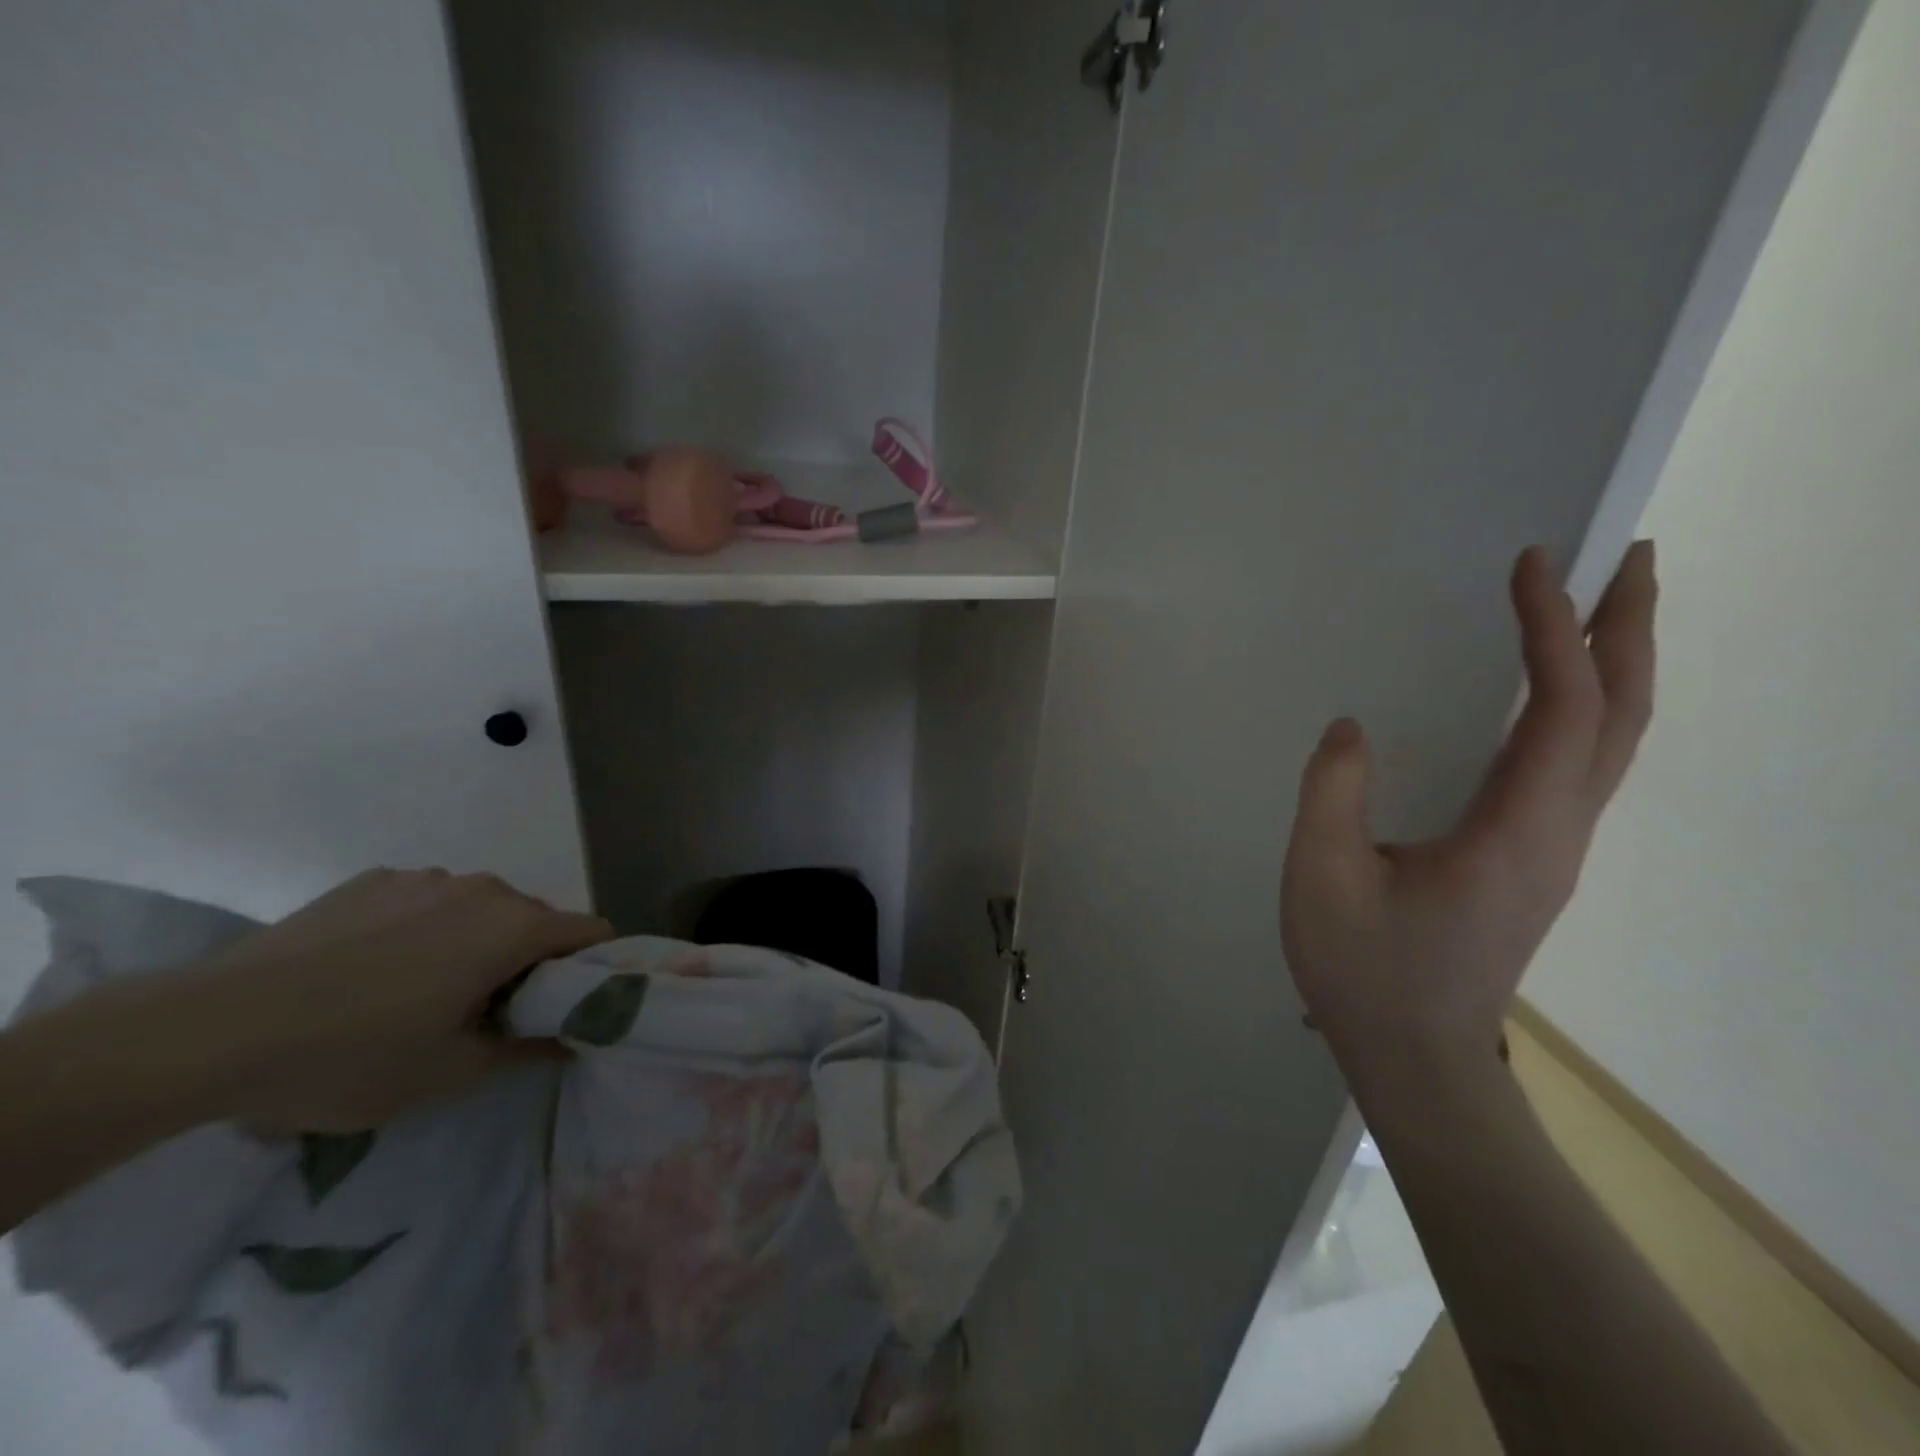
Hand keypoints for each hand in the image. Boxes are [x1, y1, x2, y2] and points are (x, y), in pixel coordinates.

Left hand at [188, 869, 612, 1132]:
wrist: (209, 1031)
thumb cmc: (353, 1056)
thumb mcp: (452, 1074)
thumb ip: (529, 1049)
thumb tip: (570, 1039)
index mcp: (514, 926)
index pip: (591, 932)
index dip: (592, 969)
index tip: (566, 1007)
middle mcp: (482, 888)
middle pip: (536, 919)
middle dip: (528, 961)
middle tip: (488, 1015)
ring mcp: (424, 879)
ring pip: (479, 909)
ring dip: (476, 944)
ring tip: (419, 994)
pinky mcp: (372, 881)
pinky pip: (427, 902)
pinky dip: (424, 930)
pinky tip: (369, 972)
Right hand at [1280, 542, 1656, 1097]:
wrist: (1416, 1060)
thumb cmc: (1364, 971)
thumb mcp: (1322, 877)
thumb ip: (1332, 794)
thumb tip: (1350, 727)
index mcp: (1514, 833)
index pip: (1560, 710)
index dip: (1552, 633)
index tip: (1531, 567)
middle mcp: (1558, 834)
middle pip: (1623, 718)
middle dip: (1630, 631)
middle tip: (1623, 557)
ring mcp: (1555, 850)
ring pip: (1611, 742)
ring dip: (1613, 665)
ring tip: (1594, 606)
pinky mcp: (1535, 861)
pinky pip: (1580, 767)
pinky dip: (1582, 708)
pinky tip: (1550, 694)